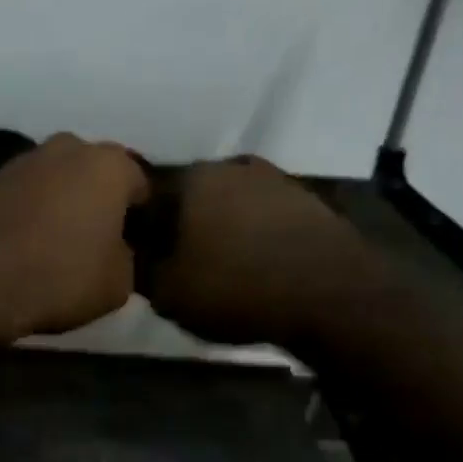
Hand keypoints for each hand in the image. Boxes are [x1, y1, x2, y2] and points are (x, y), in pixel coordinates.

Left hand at [0, 133, 149, 342]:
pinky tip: (24, 247)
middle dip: (98, 201)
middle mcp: (66, 148)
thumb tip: (116, 251)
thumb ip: (127, 259)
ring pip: (56, 181)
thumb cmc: (60, 279)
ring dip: (61, 204)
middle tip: (97, 241)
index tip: (136, 243)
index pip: (140, 183)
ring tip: (57, 245)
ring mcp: (21, 161)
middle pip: (94, 174)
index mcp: (108, 164)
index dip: (141, 215)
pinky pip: (22, 197)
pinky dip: (28, 214)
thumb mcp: (117, 284)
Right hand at [145, 156, 364, 345]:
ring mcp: (274, 179)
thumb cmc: (236, 289)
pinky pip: (263, 217)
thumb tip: (131, 256)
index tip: (141, 258)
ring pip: (229, 205)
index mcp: (190, 180)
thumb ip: (140, 270)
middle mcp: (231, 167)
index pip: (145, 197)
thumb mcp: (168, 294)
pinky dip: (253, 236)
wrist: (331, 294)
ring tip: (218, 268)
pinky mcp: (307, 201)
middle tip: (177, 264)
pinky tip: (254, 265)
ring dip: (218, 229)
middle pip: (189, 198)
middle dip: (179, 226)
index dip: (139, 231)